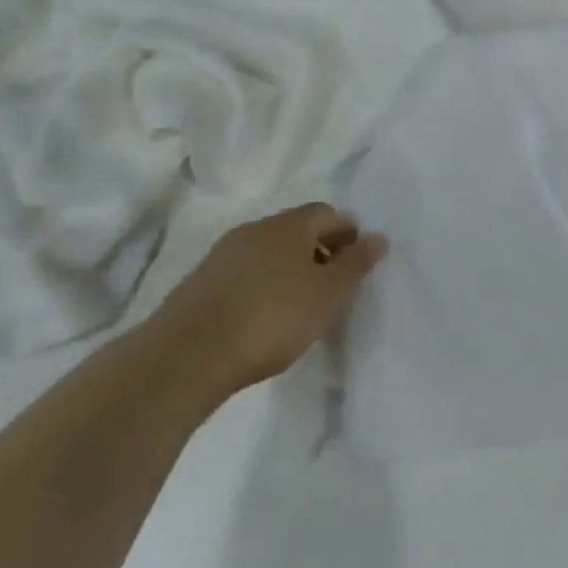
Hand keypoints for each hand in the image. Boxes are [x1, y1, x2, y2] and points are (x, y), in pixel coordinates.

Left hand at [146, 203, 387, 407]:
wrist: (187, 355)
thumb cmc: (272, 318)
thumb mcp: (327, 295)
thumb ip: (355, 265)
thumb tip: (379, 238)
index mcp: (289, 225)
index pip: (327, 213)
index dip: (348, 233)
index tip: (357, 264)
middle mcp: (255, 229)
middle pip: (297, 230)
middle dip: (320, 251)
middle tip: (334, 287)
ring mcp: (223, 254)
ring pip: (269, 252)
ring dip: (290, 269)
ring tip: (301, 306)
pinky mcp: (200, 282)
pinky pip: (245, 273)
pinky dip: (263, 286)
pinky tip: (264, 317)